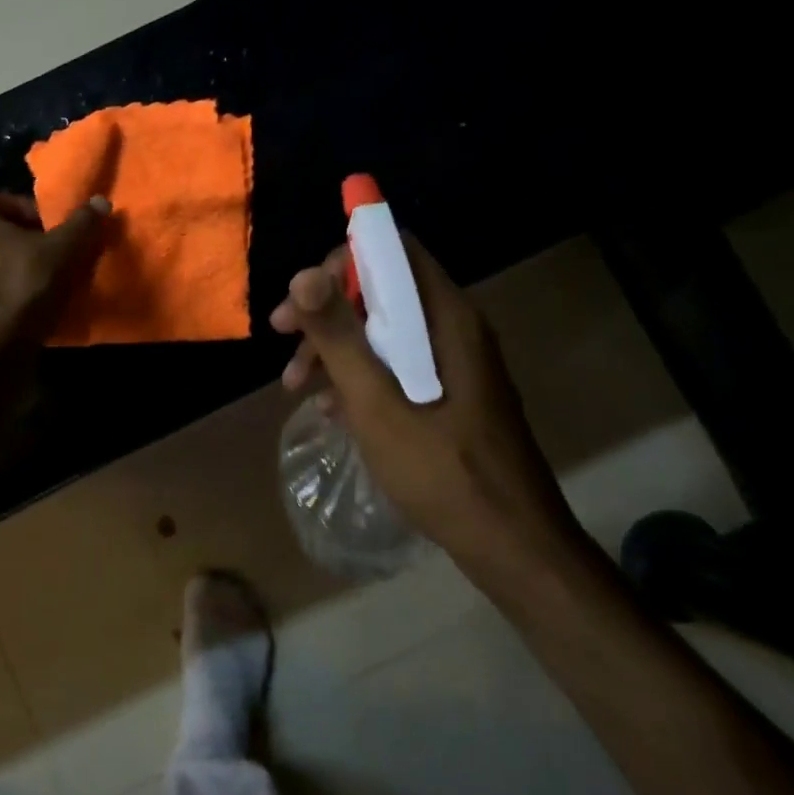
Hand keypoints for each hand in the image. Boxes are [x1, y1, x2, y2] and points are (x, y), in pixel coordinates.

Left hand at [0, 192, 108, 360]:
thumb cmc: (24, 287)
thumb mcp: (64, 251)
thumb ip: (83, 223)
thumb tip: (100, 201)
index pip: (16, 203)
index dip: (45, 219)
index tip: (63, 240)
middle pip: (5, 232)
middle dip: (33, 244)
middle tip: (60, 262)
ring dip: (20, 269)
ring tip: (48, 287)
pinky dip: (6, 291)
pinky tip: (28, 308)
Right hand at [269, 236, 587, 591]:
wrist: (511, 544)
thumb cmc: (441, 469)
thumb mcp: (376, 401)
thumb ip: (339, 335)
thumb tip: (304, 273)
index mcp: (446, 317)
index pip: (394, 250)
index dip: (343, 260)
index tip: (302, 296)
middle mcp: (453, 326)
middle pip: (382, 288)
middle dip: (327, 308)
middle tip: (282, 336)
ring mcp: (454, 361)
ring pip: (384, 328)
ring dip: (335, 346)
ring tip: (294, 385)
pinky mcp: (449, 391)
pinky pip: (396, 362)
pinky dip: (359, 374)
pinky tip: (330, 409)